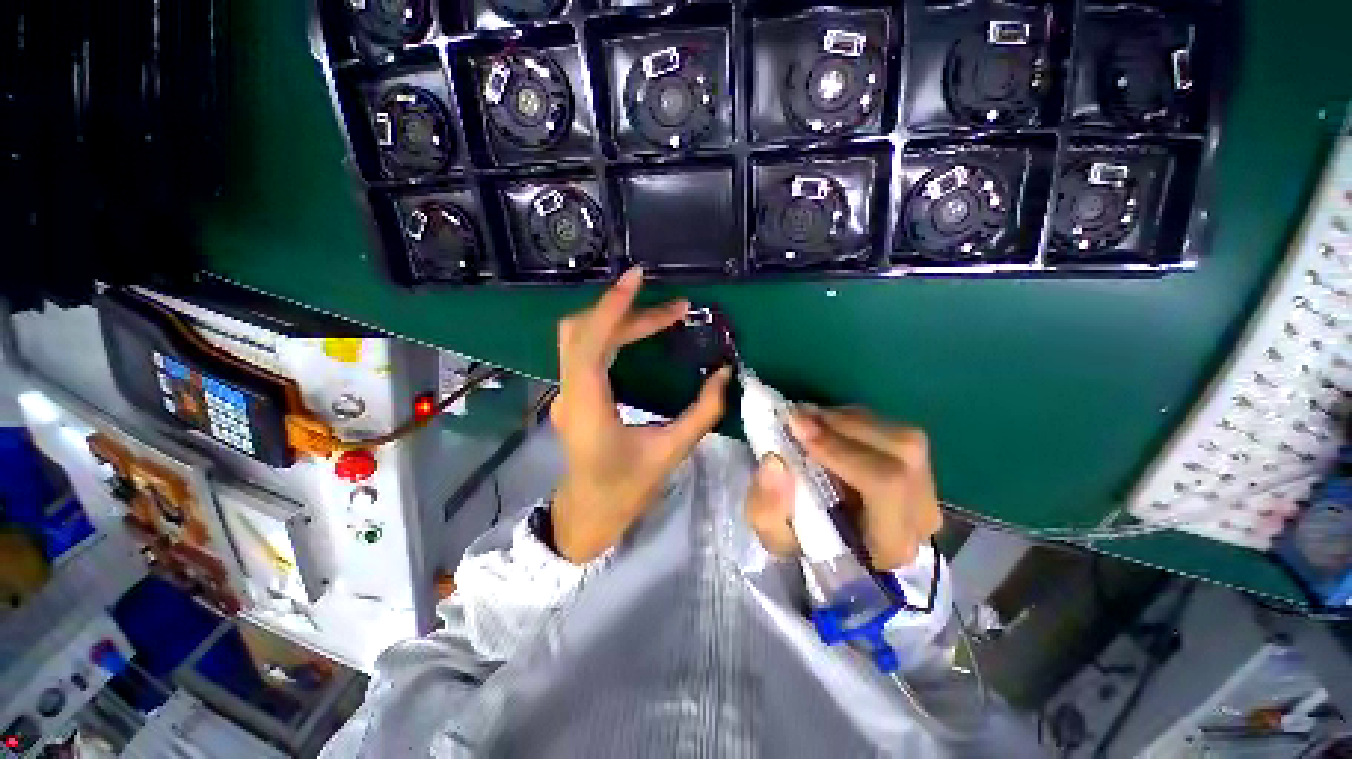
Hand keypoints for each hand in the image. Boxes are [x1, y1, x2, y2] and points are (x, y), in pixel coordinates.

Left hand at [550, 267, 732, 562]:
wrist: (588, 515)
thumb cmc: (626, 491)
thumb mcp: (671, 452)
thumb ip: (703, 412)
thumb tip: (726, 373)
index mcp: (588, 408)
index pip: (590, 343)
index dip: (612, 306)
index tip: (637, 278)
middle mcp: (570, 393)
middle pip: (585, 332)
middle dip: (628, 312)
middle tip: (675, 310)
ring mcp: (568, 392)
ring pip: (583, 337)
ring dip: (621, 321)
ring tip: (663, 317)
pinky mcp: (575, 393)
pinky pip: (588, 350)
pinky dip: (613, 333)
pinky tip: (640, 333)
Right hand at [746, 407, 941, 570]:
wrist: (833, 546)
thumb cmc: (804, 546)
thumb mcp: (774, 537)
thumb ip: (768, 506)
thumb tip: (775, 460)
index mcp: (891, 545)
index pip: (886, 484)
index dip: (841, 449)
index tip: (797, 429)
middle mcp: (921, 517)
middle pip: (901, 451)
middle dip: (844, 426)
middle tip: (798, 415)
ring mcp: (927, 491)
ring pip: (902, 435)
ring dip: (849, 420)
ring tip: (809, 418)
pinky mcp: (920, 471)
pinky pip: (897, 431)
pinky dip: (857, 420)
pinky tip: (828, 424)